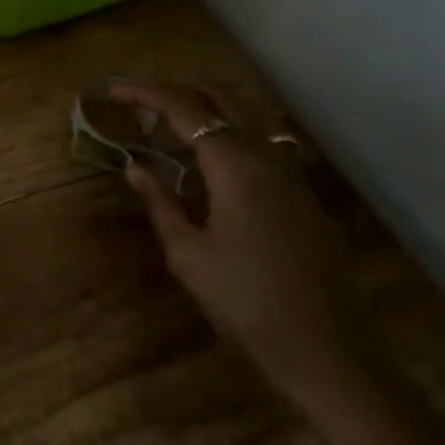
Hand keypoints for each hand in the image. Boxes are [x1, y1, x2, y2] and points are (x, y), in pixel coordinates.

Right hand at [123, 85, 371, 406]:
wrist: (330, 353)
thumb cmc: (247, 303)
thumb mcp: (188, 255)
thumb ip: (160, 202)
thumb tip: (134, 167)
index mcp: (234, 164)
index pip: (183, 108)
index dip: (145, 93)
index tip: (115, 91)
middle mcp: (266, 155)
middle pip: (220, 98)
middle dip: (177, 91)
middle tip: (142, 103)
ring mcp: (292, 174)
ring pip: (246, 116)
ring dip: (207, 110)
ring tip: (172, 128)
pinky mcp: (305, 196)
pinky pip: (261, 143)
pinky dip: (229, 135)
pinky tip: (211, 165)